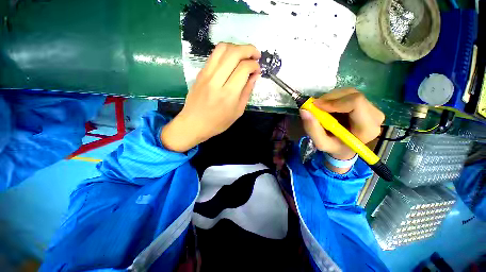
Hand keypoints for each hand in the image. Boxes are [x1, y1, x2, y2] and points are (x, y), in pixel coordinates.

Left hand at [161, 43, 260, 151]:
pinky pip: (214, 55)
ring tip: (244, 54)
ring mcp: (206, 74)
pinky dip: (226, 52)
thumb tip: (255, 75)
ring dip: (237, 47)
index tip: (258, 69)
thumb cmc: (218, 122)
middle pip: (234, 53)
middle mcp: (217, 80)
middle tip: (256, 55)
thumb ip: (247, 92)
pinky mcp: (200, 73)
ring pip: (222, 48)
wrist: (193, 124)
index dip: (254, 65)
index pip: (244, 68)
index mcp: (229, 94)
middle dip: (249, 49)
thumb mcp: (238, 111)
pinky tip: (231, 59)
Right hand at [300, 88, 384, 170]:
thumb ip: (312, 129)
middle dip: (330, 99)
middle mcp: (375, 116)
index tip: (316, 106)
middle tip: (315, 106)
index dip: (334, 102)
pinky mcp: (366, 104)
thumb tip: (304, 110)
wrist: (345, 148)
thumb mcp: (321, 143)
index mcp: (367, 128)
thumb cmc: (334, 147)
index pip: (356, 103)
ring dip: (331, 98)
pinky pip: (348, 94)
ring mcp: (372, 108)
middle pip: (353, 95)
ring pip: (349, 92)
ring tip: (321, 109)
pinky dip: (334, 98)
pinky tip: (328, 107)